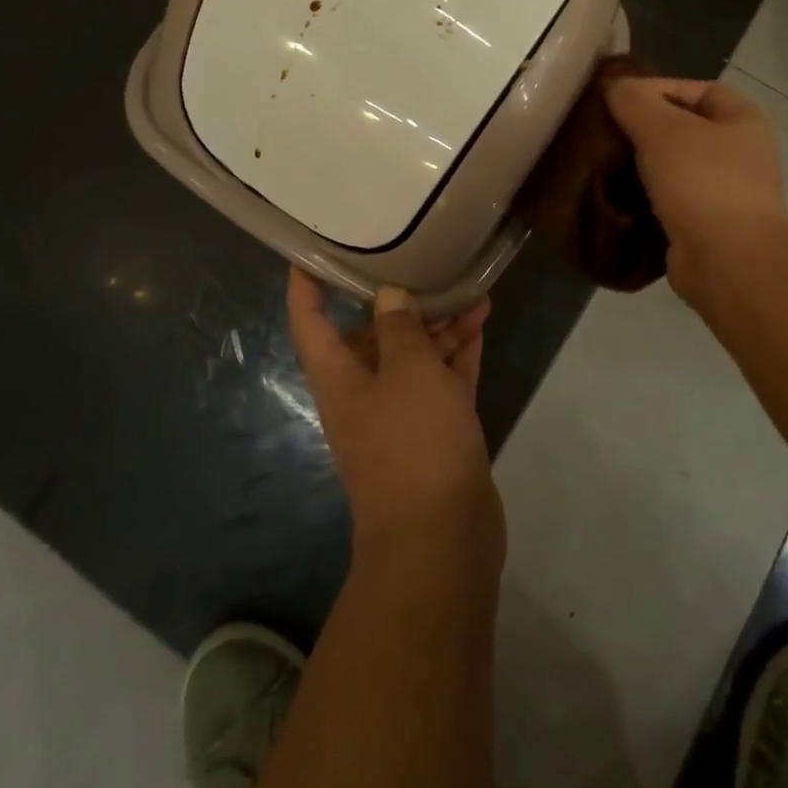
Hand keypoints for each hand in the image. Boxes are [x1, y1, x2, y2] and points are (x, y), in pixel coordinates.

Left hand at [285, 269, 503, 568]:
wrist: (442, 537)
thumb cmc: (413, 440)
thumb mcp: (407, 370)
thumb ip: (399, 326)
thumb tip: (388, 295)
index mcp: (339, 376)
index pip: (310, 320)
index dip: (307, 285)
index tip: (313, 251)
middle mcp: (365, 390)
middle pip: (372, 333)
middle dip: (398, 300)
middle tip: (423, 260)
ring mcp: (403, 411)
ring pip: (416, 353)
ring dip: (439, 322)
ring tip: (469, 286)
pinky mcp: (438, 426)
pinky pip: (445, 376)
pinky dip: (459, 349)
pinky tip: (480, 319)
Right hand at [605, 77, 787, 314]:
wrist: (727, 262)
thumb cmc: (701, 182)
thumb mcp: (661, 129)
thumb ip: (634, 101)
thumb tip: (614, 86)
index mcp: (744, 121)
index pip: (700, 89)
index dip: (661, 88)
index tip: (620, 100)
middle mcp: (742, 154)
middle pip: (686, 129)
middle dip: (646, 128)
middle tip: (607, 132)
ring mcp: (727, 193)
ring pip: (675, 167)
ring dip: (643, 165)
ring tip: (605, 163)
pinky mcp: (708, 226)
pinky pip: (671, 201)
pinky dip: (646, 198)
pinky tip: (617, 196)